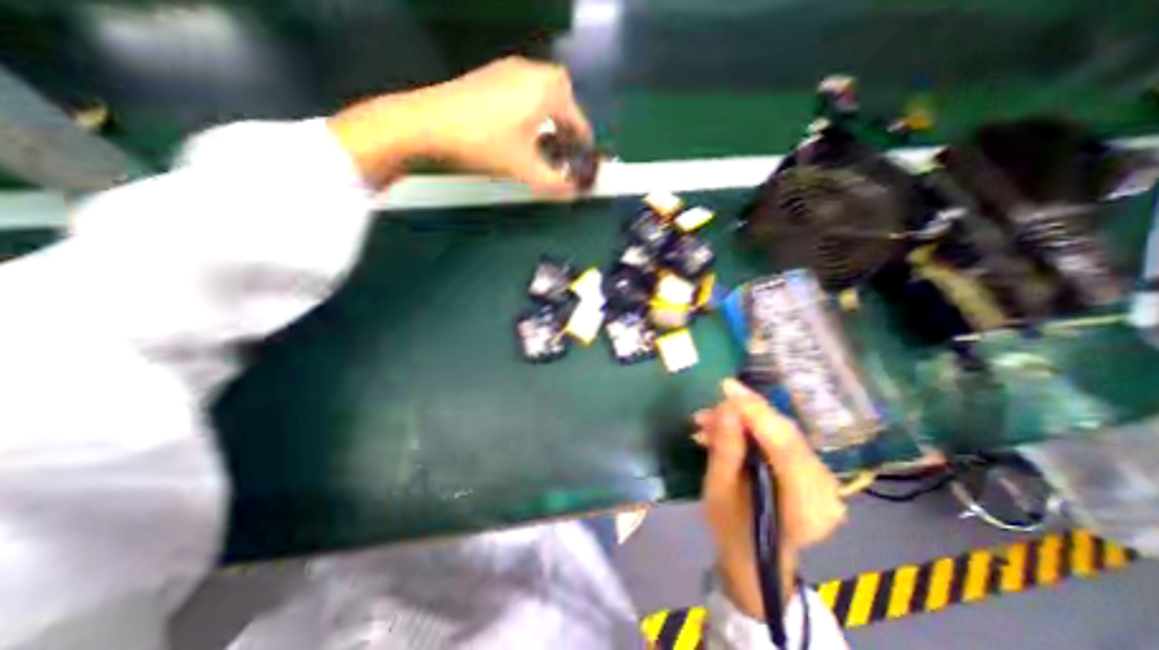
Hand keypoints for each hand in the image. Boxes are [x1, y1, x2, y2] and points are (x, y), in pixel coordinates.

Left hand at [331, 56, 590, 196]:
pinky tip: (519, 131)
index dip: (583, 147)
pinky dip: (531, 111)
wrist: (430, 123)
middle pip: (564, 102)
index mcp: (549, 90)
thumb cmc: (486, 144)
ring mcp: (510, 69)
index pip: (579, 122)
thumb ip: (556, 183)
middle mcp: (534, 72)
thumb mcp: (526, 169)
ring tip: (543, 145)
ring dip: (550, 119)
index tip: (584, 164)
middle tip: (564, 153)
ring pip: (543, 95)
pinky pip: (524, 92)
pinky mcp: (492, 74)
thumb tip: (574, 192)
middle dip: (568, 129)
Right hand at [693, 379, 847, 622]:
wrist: (753, 557)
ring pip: (780, 432)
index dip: (755, 411)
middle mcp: (825, 487)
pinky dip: (751, 430)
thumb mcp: (719, 490)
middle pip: (785, 434)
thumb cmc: (732, 529)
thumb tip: (726, 408)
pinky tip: (723, 430)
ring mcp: (823, 478)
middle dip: (743, 413)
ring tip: (706, 422)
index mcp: (806, 503)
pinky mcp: (811, 469)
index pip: (784, 444)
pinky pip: (780, 439)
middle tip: (709, 408)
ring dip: (742, 421)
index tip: (725, 387)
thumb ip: (726, 450)